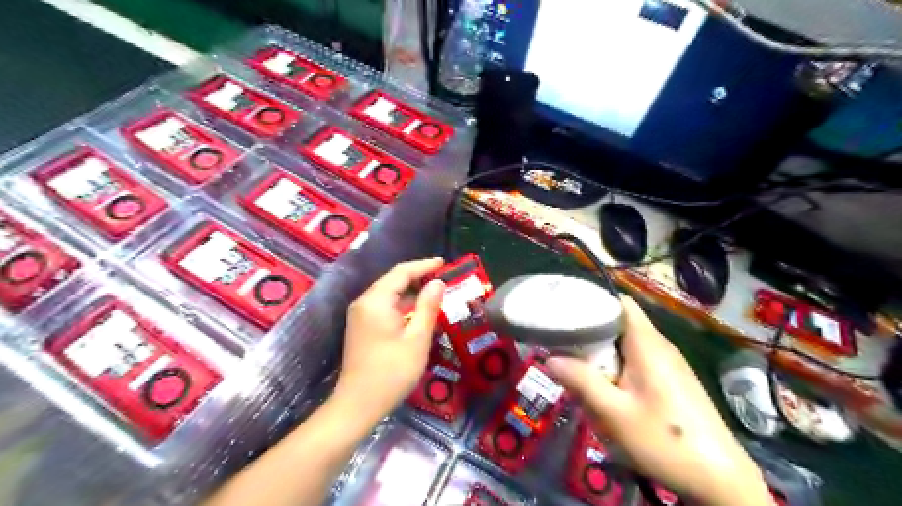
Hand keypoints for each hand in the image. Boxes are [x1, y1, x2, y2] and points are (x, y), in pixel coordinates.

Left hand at [332, 257, 443, 425]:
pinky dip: (401, 305)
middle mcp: (364, 302)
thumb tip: (437, 282)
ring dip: (410, 292)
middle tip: (443, 277)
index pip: (401, 272)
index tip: (444, 263)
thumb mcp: (417, 339)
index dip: (424, 265)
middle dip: (418, 277)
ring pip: (388, 294)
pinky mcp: (361, 327)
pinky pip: (383, 306)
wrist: (358, 405)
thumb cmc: (392, 372)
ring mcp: (359, 315)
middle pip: (392, 280)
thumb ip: (428, 307)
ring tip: (435, 293)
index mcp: (375, 301)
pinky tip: (417, 312)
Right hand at [547, 297, 770, 505]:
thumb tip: (550, 359)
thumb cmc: (665, 441)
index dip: (593, 301)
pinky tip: (607, 392)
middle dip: (590, 335)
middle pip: (619, 324)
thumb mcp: (615, 414)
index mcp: (647, 344)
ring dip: (602, 356)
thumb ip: (582, 382)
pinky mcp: (672, 381)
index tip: (566, 312)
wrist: (721, 480)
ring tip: (579, 371)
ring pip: (626, 346)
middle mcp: (659, 346)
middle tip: (564, 348)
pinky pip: (637, 362)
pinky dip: (617, 369)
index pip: (620, 302)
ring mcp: (668, 364)